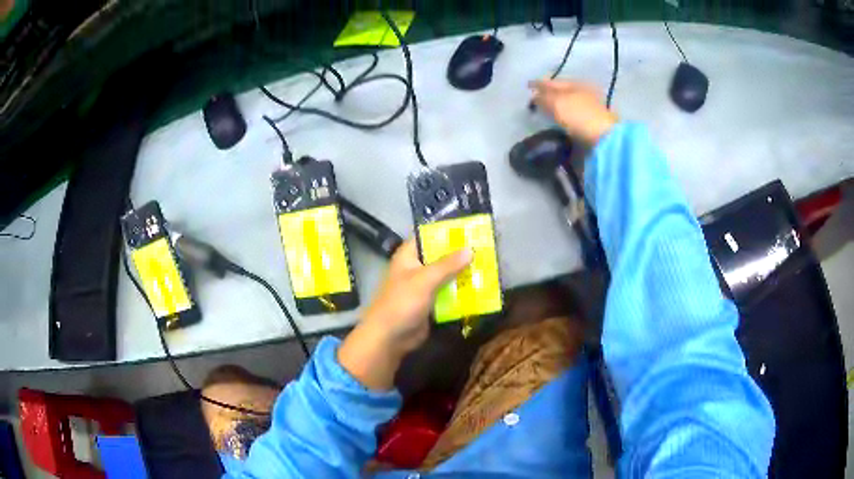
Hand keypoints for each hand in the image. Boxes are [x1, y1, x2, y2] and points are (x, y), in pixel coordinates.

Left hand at [337, 239, 472, 389]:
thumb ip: (447, 265)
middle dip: (461, 254)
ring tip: (489, 266)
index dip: (447, 231)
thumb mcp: (425, 280)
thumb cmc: (402, 302)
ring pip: (447, 275)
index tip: (470, 228)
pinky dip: (462, 291)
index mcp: (409, 255)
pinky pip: (449, 293)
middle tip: (486, 248)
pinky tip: (481, 287)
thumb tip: (470, 249)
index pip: (429, 235)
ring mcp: (424, 286)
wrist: (390, 338)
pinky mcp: (431, 303)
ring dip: (464, 274)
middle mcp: (417, 267)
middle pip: (441, 256)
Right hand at [530, 80, 617, 147]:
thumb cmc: (579, 116)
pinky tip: (559, 123)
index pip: (553, 82)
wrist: (605, 140)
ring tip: (545, 113)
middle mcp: (585, 93)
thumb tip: (534, 96)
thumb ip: (543, 97)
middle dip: (549, 95)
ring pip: (569, 105)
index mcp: (576, 83)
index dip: (539, 84)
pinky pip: (574, 118)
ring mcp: (591, 110)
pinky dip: (566, 119)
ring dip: (557, 107)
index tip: (528, 86)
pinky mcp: (593, 126)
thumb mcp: (556, 102)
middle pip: (563, 92)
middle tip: (535, 100)